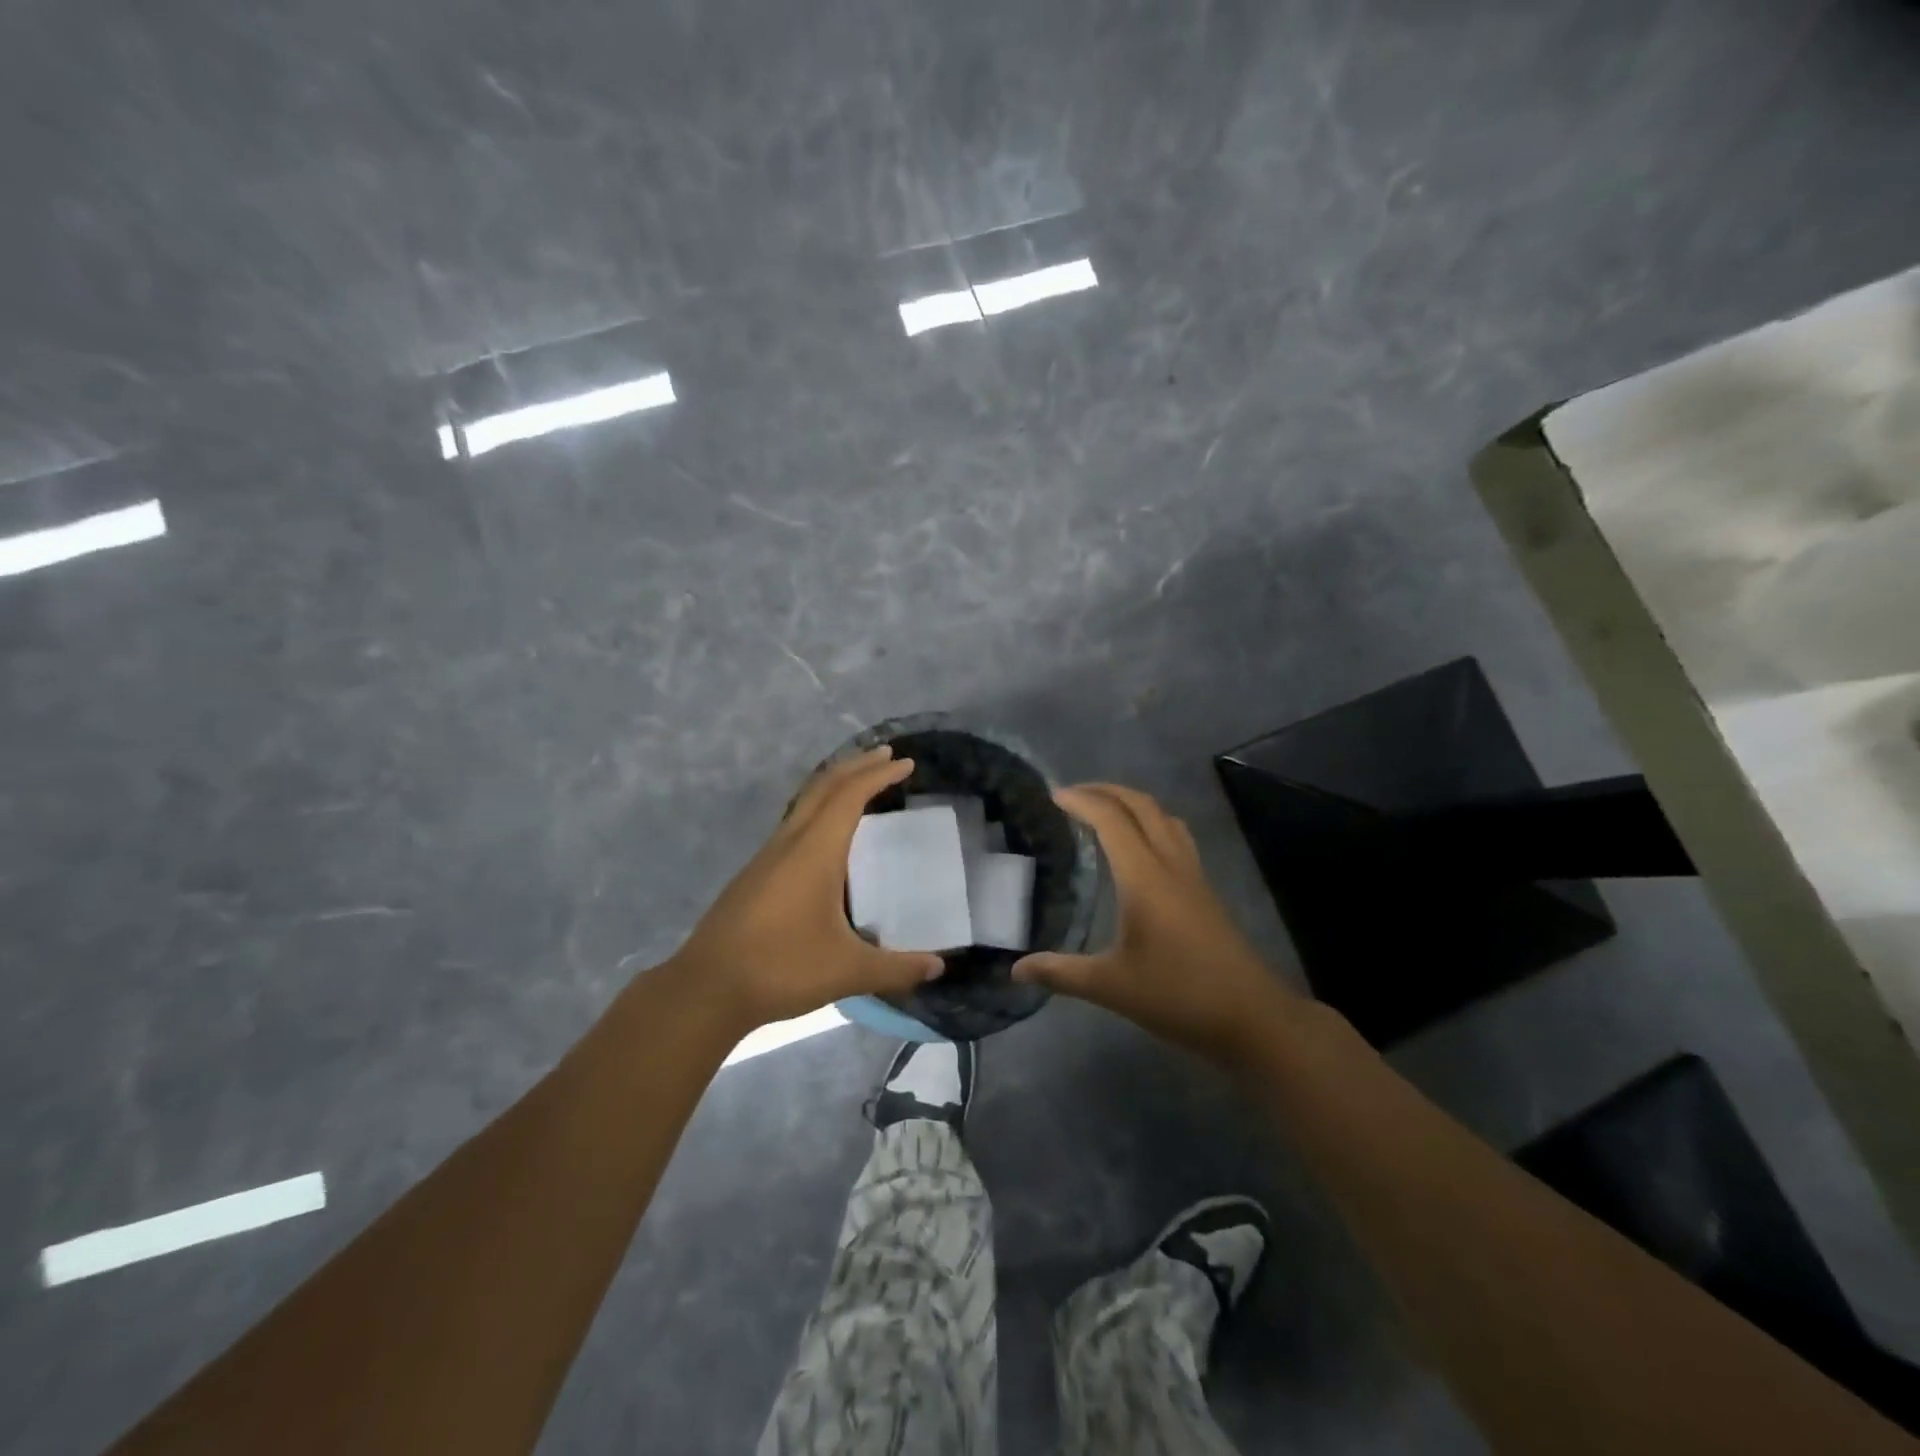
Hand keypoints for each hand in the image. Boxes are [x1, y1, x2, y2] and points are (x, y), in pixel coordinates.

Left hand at [667, 746, 942, 1030]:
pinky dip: (818, 811)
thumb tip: (938, 968)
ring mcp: (767, 856)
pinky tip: (827, 837)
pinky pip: (793, 824)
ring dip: (834, 786)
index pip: (849, 796)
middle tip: (887, 756)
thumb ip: (897, 969)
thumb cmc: (781, 968)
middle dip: (857, 766)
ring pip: (804, 803)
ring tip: (860, 786)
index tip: (906, 763)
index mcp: (814, 851)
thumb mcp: (848, 971)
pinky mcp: (755, 874)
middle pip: (824, 786)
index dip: (878, 775)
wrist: (706, 988)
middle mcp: (789, 842)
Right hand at [1013, 783, 1298, 1064]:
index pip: (1111, 819)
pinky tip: (1139, 850)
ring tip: (1103, 812)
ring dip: (1132, 803)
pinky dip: (1151, 824)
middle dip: (1105, 790)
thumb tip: (1016, 970)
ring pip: (1163, 817)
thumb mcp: (1111, 987)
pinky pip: (1176, 837)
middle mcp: (1170, 864)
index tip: (1051, 795)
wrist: (1251, 1016)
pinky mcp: (1204, 890)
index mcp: (1144, 876)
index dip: (1081, 801)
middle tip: (1072, 795)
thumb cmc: (1178, 995)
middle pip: (1141, 805)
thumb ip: (1061, 973)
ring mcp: (1193, 875)